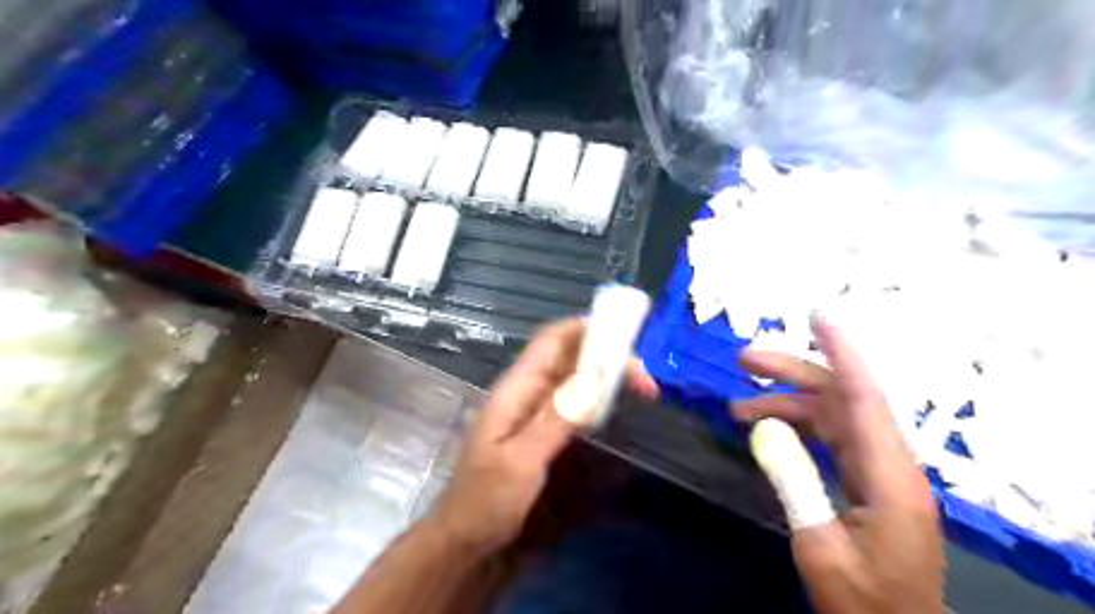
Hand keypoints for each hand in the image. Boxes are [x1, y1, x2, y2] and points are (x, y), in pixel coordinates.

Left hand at [434, 321, 656, 554]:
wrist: (465, 539)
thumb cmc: (485, 500)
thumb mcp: (521, 461)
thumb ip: (555, 420)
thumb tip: (592, 380)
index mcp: (515, 389)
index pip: (551, 341)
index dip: (585, 329)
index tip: (626, 337)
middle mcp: (527, 392)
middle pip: (569, 358)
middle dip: (607, 357)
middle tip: (646, 380)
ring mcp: (535, 411)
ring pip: (574, 379)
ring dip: (606, 376)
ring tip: (642, 388)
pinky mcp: (543, 431)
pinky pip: (573, 402)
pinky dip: (597, 397)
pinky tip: (615, 405)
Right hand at [729, 315, 946, 613]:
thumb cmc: (863, 599)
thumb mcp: (819, 545)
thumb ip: (794, 483)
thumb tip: (762, 430)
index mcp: (889, 477)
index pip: (864, 398)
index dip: (842, 353)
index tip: (818, 319)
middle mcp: (890, 463)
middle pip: (841, 398)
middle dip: (792, 373)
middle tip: (743, 360)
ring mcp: (880, 470)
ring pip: (832, 415)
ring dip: (787, 404)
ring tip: (739, 406)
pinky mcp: (869, 480)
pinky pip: (831, 437)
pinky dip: (798, 426)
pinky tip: (768, 428)